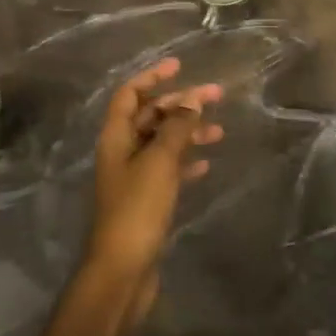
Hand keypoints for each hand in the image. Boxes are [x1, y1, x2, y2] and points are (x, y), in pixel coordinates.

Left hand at [86, 58, 223, 288]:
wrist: (122, 270)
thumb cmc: (137, 209)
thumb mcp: (159, 162)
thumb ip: (177, 127)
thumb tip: (193, 98)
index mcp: (116, 137)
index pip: (130, 94)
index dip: (152, 77)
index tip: (179, 65)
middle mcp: (121, 152)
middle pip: (150, 116)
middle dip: (180, 103)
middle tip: (216, 96)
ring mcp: (132, 177)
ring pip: (162, 143)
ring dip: (187, 132)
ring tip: (219, 132)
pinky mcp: (145, 200)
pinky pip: (167, 170)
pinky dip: (185, 162)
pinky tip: (206, 164)